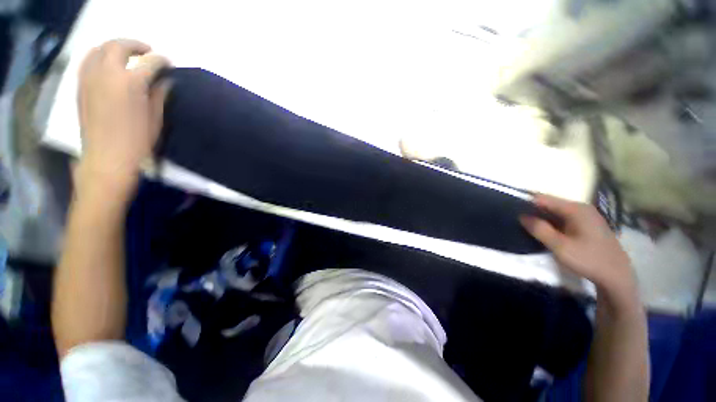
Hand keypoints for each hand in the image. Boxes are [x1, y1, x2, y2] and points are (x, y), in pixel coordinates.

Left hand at [77, 39, 169, 193]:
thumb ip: (159, 95)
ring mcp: (91, 77)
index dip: (162, 61)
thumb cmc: (137, 141)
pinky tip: (107, 64)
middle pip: (120, 46)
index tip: (169, 65)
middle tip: (148, 53)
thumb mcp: (155, 119)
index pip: (151, 62)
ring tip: (126, 56)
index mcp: (131, 83)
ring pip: (101, 48)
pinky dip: (99, 56)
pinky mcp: (81, 85)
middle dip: (137, 46)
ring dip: (116, 47)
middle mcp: (108, 73)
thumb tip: (165, 81)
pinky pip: (88, 60)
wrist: (106, 158)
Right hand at [520, 194, 636, 300]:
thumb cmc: (589, 260)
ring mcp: (585, 217)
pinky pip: (563, 219)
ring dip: (541, 217)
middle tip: (515, 219)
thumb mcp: (560, 246)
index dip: (526, 201)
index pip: (543, 198)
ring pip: (556, 212)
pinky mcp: (586, 225)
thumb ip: (540, 229)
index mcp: (576, 209)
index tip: (510, 208)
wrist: (617, 277)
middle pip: (550, 204)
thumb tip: (522, 216)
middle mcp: (581, 208)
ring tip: (525, 225)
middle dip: (532, 210)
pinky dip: (551, 223)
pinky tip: (543, 231)